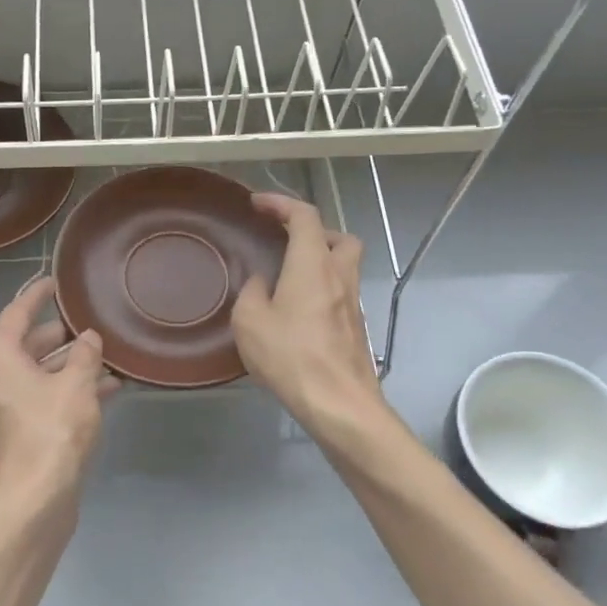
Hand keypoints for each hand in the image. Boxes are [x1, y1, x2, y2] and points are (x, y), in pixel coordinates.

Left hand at [0, 276, 117, 515]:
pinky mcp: (17, 432)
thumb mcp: (76, 386)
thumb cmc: (51, 432)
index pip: (16, 312)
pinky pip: (44, 398)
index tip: (55, 280)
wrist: (32, 502)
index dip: (37, 294)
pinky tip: (108, 390)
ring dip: (72, 366)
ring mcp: (3, 407)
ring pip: (40, 374)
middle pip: (29, 345)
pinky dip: (69, 391)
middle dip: (63, 336)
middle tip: (93, 323)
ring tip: (109, 357)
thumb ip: (84, 355)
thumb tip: (88, 337)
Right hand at [232, 193, 385, 431]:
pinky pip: (340, 293)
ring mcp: (353, 303)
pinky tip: (297, 312)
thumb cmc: (291, 355)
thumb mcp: (250, 321)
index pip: (304, 216)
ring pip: (344, 266)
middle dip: (313, 231)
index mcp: (312, 264)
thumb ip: (252, 292)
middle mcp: (339, 275)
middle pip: (338, 237)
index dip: (281, 203)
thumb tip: (262, 283)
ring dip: (320, 261)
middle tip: (286, 241)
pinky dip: (322, 289)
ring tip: (289, 277)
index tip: (258, 204)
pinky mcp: (356, 328)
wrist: (338, 402)